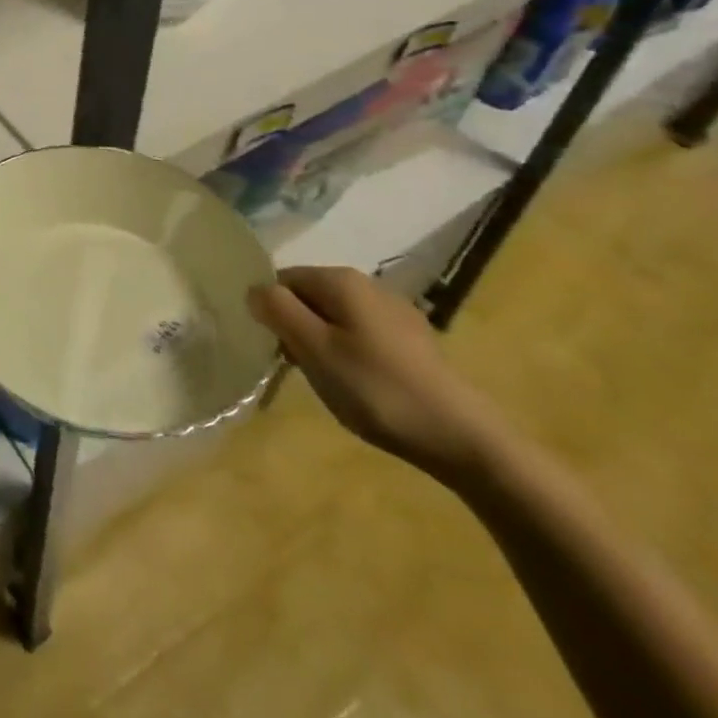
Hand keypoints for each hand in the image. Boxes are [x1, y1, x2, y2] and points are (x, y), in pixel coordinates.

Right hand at [247, 266, 504, 483]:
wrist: (463, 437)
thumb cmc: (376, 389)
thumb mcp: (314, 349)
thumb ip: (277, 310)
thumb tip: (254, 289)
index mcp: (340, 279)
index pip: (283, 279)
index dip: (273, 312)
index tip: (279, 350)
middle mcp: (368, 284)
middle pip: (310, 296)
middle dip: (298, 328)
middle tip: (303, 369)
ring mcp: (395, 311)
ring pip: (336, 316)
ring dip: (324, 343)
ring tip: (333, 382)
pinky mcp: (414, 340)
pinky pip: (363, 334)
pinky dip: (352, 353)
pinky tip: (364, 386)